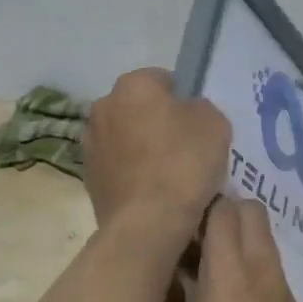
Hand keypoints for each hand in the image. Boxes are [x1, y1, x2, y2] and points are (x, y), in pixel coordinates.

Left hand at [84, 69, 230, 232]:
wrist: (148, 222)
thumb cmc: (184, 163)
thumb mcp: (215, 123)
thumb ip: (200, 108)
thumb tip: (187, 113)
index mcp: (133, 85)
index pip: (163, 80)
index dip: (183, 100)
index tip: (196, 125)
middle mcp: (103, 106)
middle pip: (139, 108)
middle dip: (157, 121)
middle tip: (184, 147)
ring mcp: (90, 143)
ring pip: (125, 137)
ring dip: (141, 147)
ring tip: (167, 174)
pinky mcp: (88, 177)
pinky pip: (117, 165)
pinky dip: (131, 172)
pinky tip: (151, 191)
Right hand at [161, 197, 302, 301]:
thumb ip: (166, 301)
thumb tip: (161, 274)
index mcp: (229, 275)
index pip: (223, 210)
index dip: (200, 209)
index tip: (179, 223)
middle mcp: (263, 271)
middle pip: (252, 212)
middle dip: (226, 215)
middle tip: (196, 240)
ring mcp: (283, 290)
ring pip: (265, 240)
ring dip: (240, 242)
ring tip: (211, 270)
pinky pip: (273, 270)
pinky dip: (254, 269)